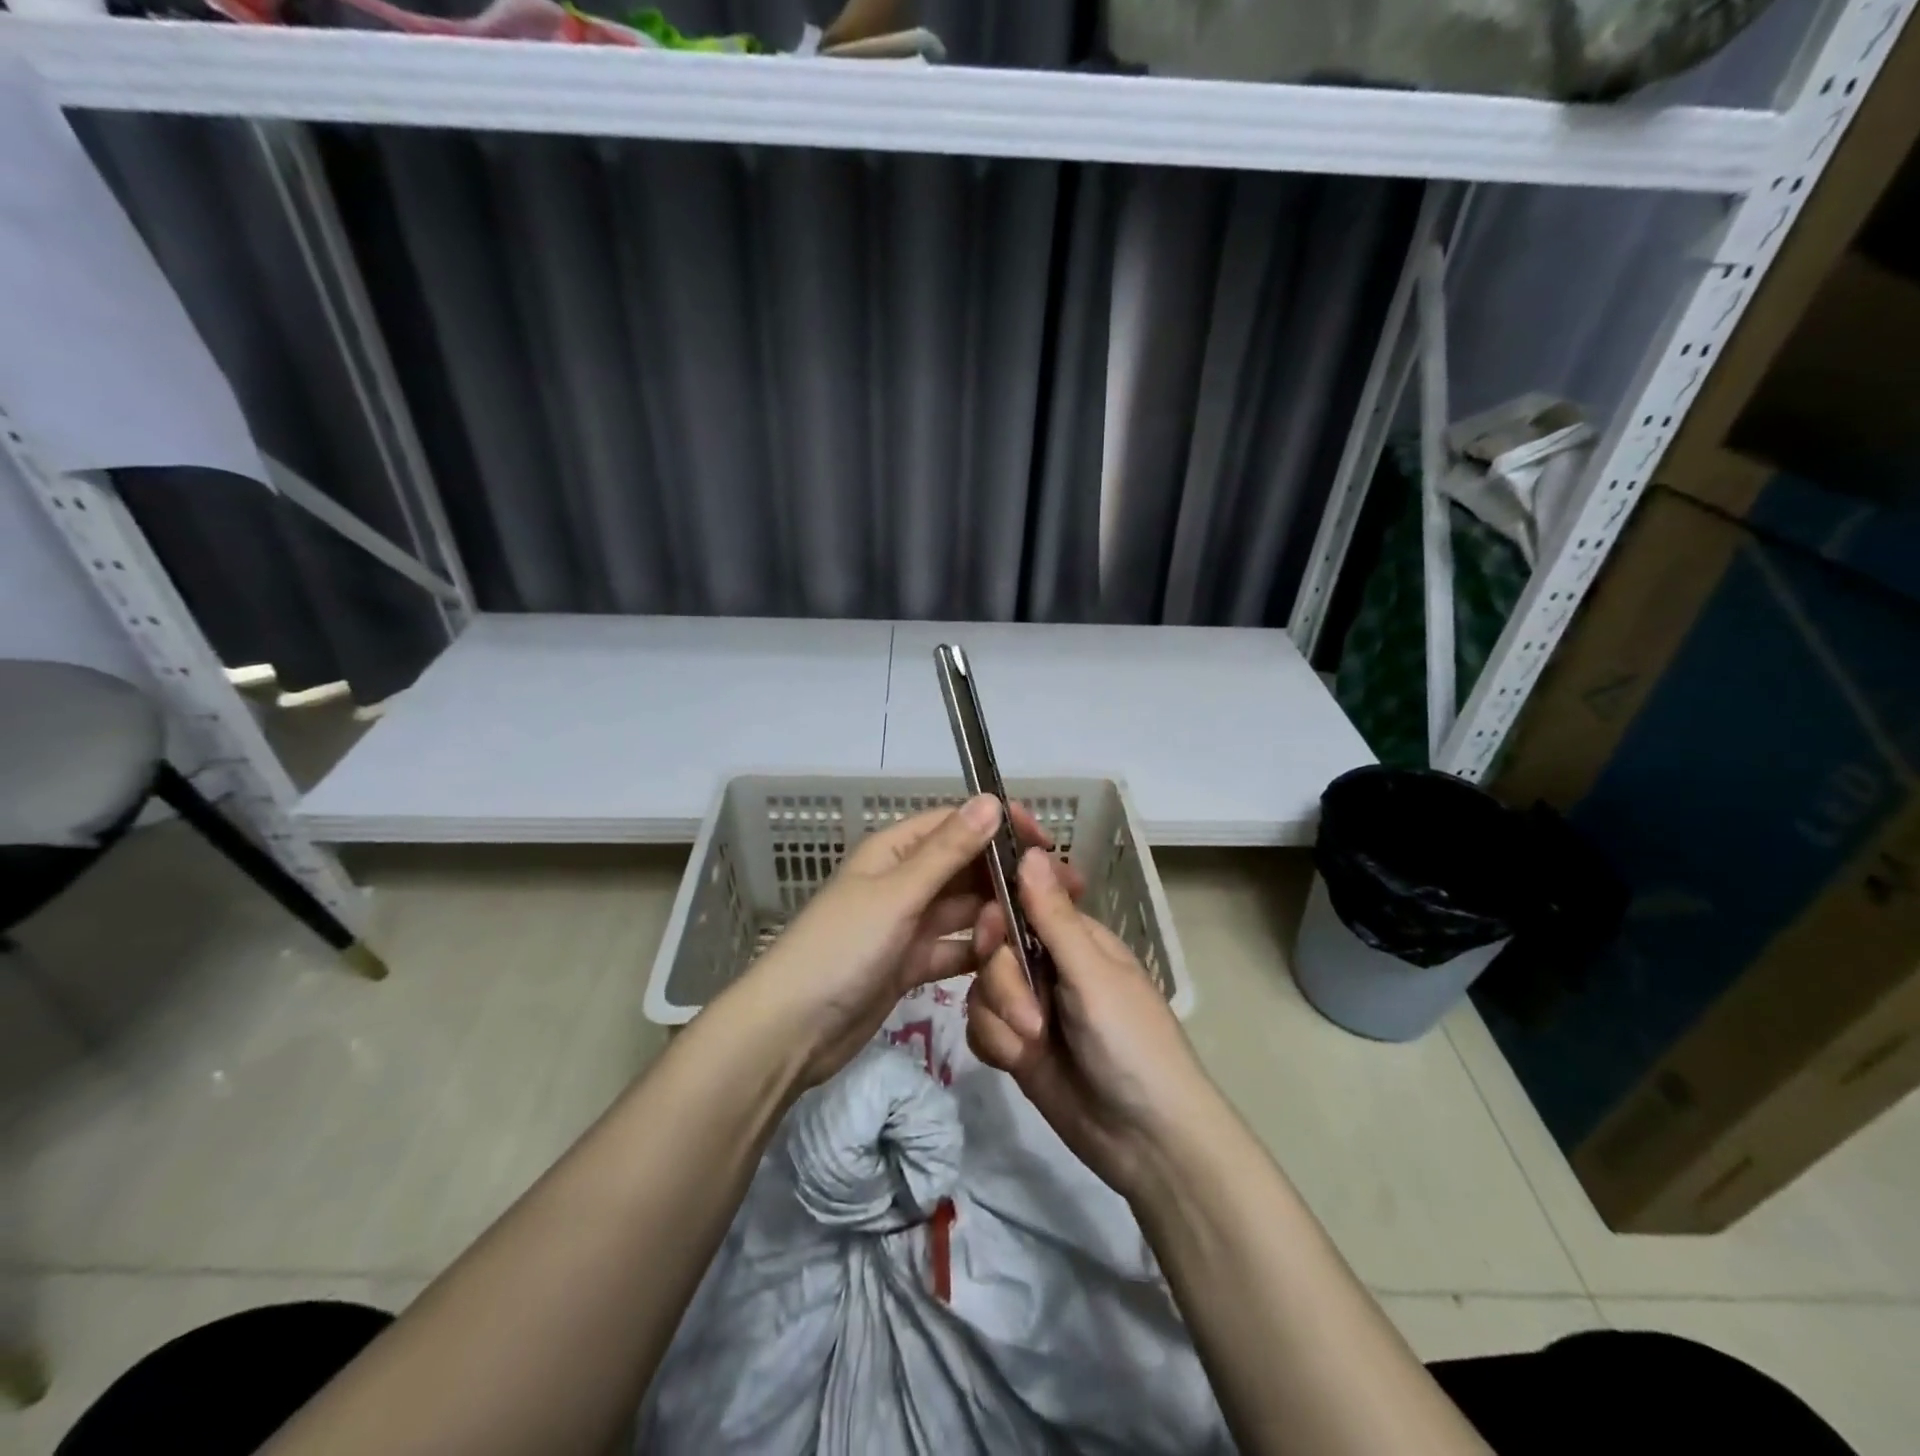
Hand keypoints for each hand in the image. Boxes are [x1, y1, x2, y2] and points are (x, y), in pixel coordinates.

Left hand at [744, 796, 1082, 1087]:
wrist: (791, 1031)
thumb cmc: (841, 949)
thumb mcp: (897, 895)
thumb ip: (947, 851)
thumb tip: (992, 800)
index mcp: (894, 851)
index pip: (956, 824)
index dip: (999, 827)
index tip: (1046, 842)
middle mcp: (902, 881)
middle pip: (964, 868)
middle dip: (1007, 875)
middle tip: (1062, 891)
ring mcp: (906, 924)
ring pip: (963, 910)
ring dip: (997, 915)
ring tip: (1044, 925)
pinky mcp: (909, 964)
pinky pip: (953, 948)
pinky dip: (978, 952)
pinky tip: (1013, 959)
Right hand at [967, 848, 1213, 1196]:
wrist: (1145, 1141)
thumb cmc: (1132, 1043)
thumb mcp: (1093, 976)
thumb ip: (1053, 918)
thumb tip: (1030, 852)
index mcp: (1075, 938)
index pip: (1022, 900)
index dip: (999, 908)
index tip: (991, 929)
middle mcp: (1048, 965)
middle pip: (993, 946)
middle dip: (1002, 979)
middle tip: (1027, 1009)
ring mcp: (1030, 1005)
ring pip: (980, 987)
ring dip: (1001, 1017)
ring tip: (1032, 1044)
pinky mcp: (1014, 1044)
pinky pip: (979, 1025)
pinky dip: (994, 1043)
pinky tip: (1018, 1061)